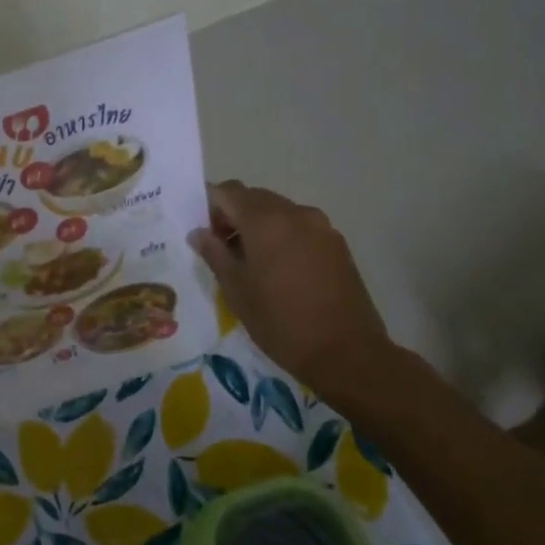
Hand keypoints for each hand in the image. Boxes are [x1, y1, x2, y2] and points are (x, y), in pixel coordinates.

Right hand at [188, 181, 392, 391]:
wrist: (346, 352)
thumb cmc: (280, 322)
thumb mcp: (236, 291)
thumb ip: (214, 254)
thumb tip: (198, 233)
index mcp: (265, 221)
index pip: (228, 192)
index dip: (209, 206)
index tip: (203, 233)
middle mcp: (295, 213)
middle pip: (254, 197)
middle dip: (233, 214)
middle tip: (222, 249)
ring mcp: (321, 226)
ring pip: (279, 211)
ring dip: (259, 225)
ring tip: (250, 262)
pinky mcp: (337, 243)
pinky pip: (300, 226)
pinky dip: (282, 235)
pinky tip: (279, 269)